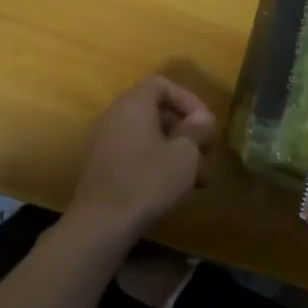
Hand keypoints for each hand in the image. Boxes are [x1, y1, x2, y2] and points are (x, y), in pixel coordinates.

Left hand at [69, 76, 215, 238]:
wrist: (102, 222)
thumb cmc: (148, 180)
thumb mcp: (184, 155)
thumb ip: (195, 130)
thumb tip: (202, 117)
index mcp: (134, 104)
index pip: (161, 84)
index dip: (188, 99)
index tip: (206, 123)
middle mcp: (115, 116)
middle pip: (154, 109)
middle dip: (184, 127)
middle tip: (206, 148)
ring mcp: (106, 141)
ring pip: (148, 135)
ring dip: (175, 149)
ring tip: (200, 175)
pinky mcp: (103, 166)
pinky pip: (136, 152)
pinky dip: (158, 161)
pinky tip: (178, 187)